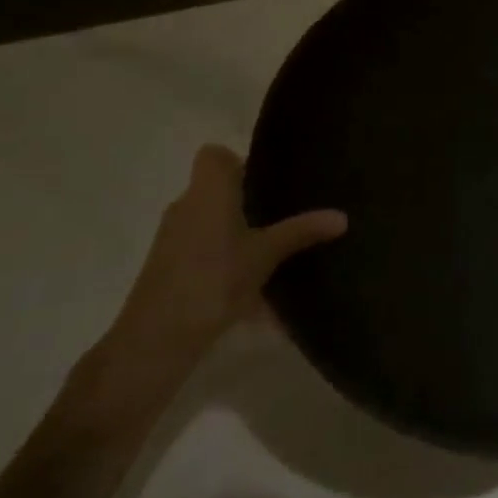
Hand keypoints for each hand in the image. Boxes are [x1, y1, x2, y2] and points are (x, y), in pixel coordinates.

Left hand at [110, 144, 345, 364]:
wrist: (154, 342)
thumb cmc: (212, 280)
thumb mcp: (265, 255)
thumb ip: (301, 232)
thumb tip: (342, 216)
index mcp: (208, 191)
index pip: (214, 155)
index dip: (238, 161)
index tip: (267, 178)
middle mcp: (186, 206)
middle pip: (216, 189)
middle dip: (246, 200)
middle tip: (282, 212)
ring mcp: (172, 239)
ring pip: (209, 223)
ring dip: (236, 233)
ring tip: (271, 251)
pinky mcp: (167, 270)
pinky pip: (203, 252)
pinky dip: (225, 262)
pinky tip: (252, 290)